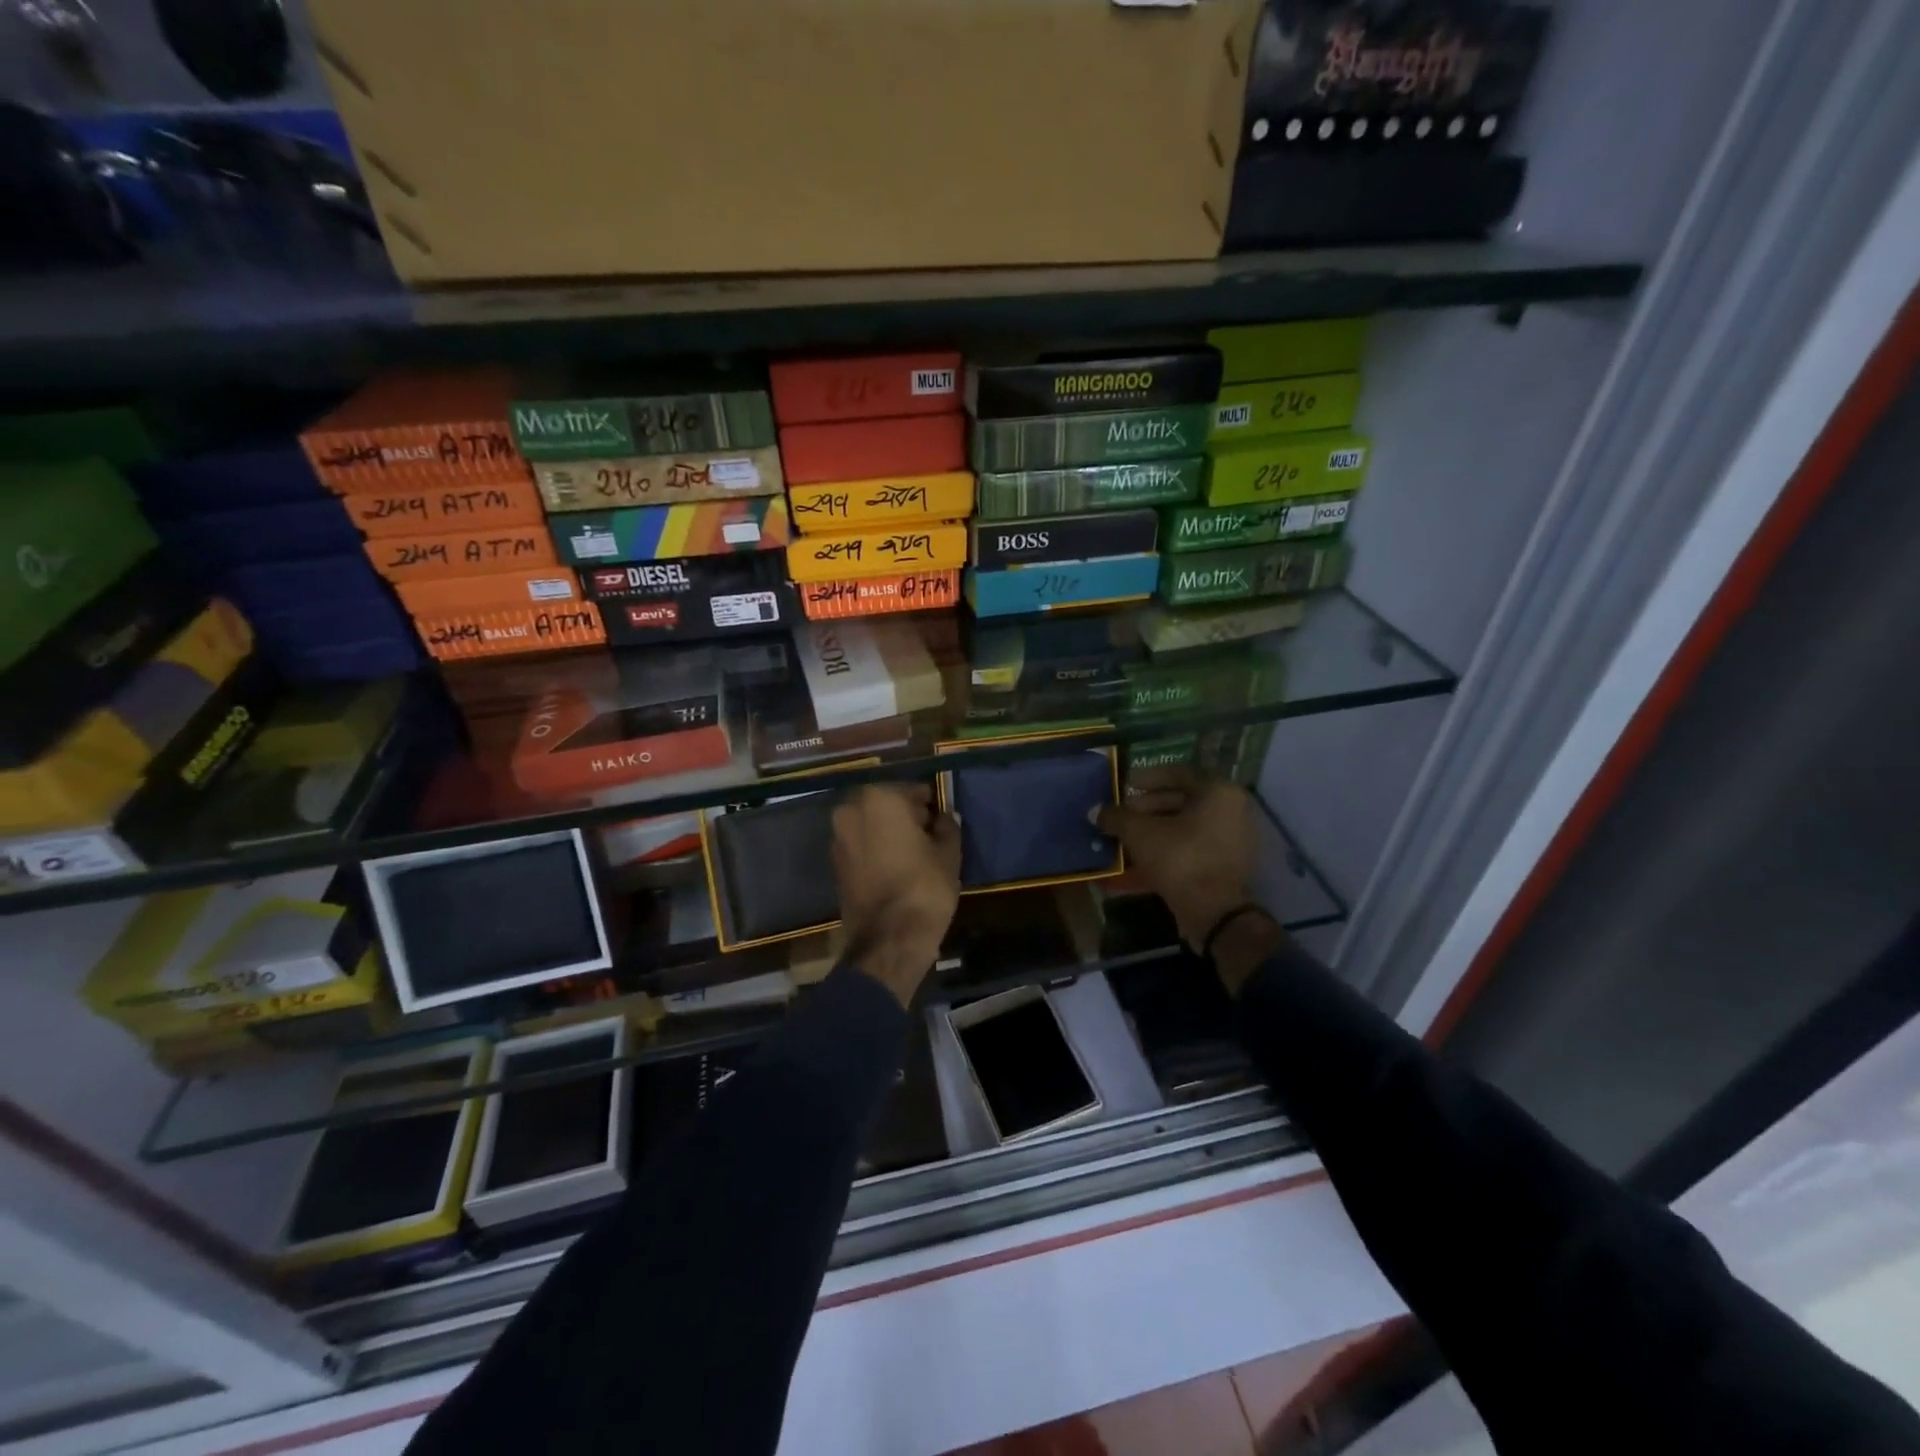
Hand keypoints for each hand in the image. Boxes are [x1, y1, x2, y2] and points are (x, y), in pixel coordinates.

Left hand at [833, 782, 961, 1006]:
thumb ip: (947, 827)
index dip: (931, 806)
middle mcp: (851, 810)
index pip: (913, 791)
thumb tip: (945, 817)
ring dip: (889, 832)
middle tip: (930, 836)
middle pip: (887, 805)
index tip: (942, 821)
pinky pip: (861, 845)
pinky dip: (876, 849)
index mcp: (880, 799)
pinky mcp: (835, 864)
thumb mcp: (949, 853)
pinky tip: (896, 867)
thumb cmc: (924, 887)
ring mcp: (838, 837)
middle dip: (907, 816)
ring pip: (871, 825)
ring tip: (914, 854)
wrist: (888, 940)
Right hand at [1095, 767, 1258, 951]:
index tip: (1124, 785)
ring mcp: (1232, 839)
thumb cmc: (1180, 859)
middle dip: (1148, 806)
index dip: (1147, 778)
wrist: (1214, 913)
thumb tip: (1095, 811)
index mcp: (1218, 792)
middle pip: (1183, 800)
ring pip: (1186, 825)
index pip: (1178, 774)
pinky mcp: (1225, 865)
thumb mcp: (1140, 833)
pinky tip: (1140, 856)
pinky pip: (1192, 846)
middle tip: (1122, 812)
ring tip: (1127, 834)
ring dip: (1155, 828)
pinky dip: (1168, 846)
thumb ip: (1117, 817)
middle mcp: (1232, 810)